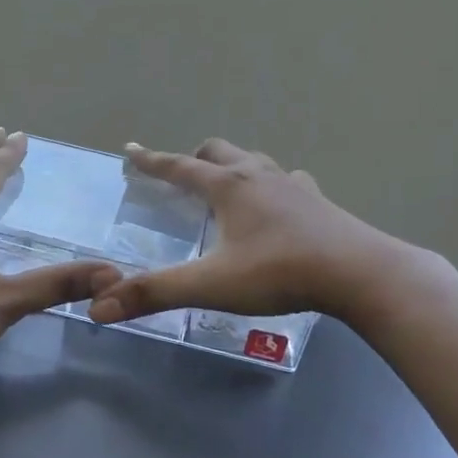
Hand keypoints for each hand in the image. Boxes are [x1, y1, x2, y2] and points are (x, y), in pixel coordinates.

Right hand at [88, 139, 401, 326]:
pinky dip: (274, 185)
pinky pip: (290, 181)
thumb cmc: (279, 272)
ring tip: (227, 187)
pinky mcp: (319, 201)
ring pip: (255, 161)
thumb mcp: (210, 285)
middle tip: (181, 175)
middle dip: (194, 158)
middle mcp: (258, 175)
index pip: (179, 166)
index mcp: (228, 187)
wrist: (358, 272)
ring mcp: (293, 185)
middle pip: (219, 151)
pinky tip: (280, 205)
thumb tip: (99, 307)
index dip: (151, 160)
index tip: (130, 151)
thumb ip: (155, 293)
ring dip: (234, 166)